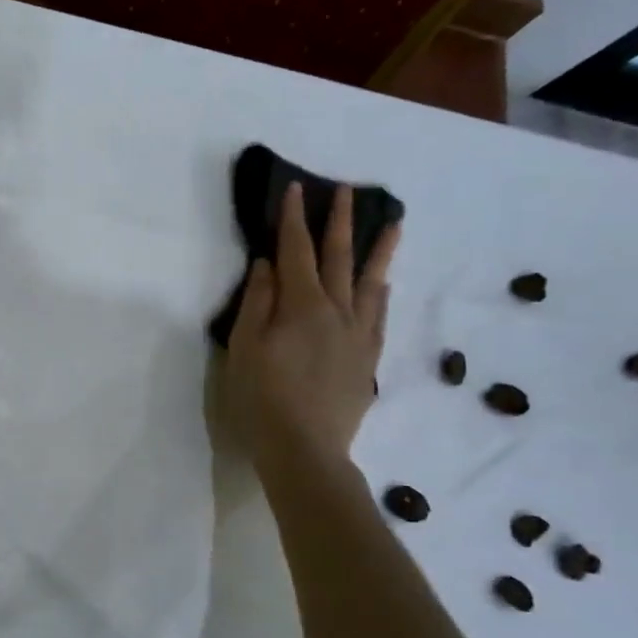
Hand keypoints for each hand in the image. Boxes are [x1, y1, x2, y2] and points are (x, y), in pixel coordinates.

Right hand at [222, 183, 400, 470]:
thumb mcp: (245, 347)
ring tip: (393, 223)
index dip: (294, 219)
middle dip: (340, 221)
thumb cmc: (262, 398)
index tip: (297, 188)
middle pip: (339, 258)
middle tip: (347, 191)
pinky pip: (379, 314)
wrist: (306, 449)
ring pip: (371, 282)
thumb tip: (267, 263)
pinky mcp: (368, 358)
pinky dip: (381, 291)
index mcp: (302, 306)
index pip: (297, 251)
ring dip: (378, 249)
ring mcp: (358, 334)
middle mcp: (337, 311)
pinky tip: (383, 283)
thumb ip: (257, 302)